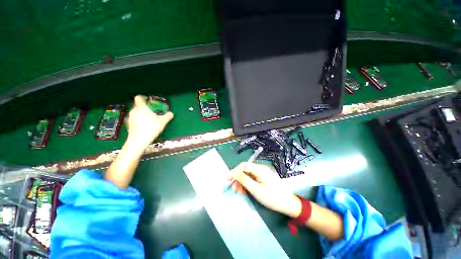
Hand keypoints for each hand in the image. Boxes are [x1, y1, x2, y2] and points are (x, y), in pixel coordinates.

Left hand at [125, 95, 173, 151]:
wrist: (138, 140)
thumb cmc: (151, 128)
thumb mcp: (162, 122)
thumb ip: (167, 116)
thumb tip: (171, 113)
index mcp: (142, 108)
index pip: (139, 98)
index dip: (143, 97)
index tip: (147, 100)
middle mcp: (134, 111)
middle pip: (138, 105)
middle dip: (144, 107)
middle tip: (152, 112)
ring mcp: (130, 117)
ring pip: (136, 112)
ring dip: (141, 114)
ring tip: (148, 119)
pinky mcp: (128, 124)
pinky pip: (134, 118)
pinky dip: (138, 120)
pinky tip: (144, 126)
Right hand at [230, 162, 300, 217]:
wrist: (288, 204)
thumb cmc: (271, 197)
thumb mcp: (255, 189)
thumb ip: (243, 179)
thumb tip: (233, 172)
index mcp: (259, 169)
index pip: (243, 165)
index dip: (234, 171)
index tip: (228, 179)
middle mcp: (260, 168)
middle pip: (245, 170)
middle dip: (238, 179)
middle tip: (234, 189)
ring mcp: (263, 173)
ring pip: (248, 175)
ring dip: (242, 182)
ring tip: (239, 192)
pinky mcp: (264, 178)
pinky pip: (253, 178)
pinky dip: (248, 184)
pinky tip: (246, 191)